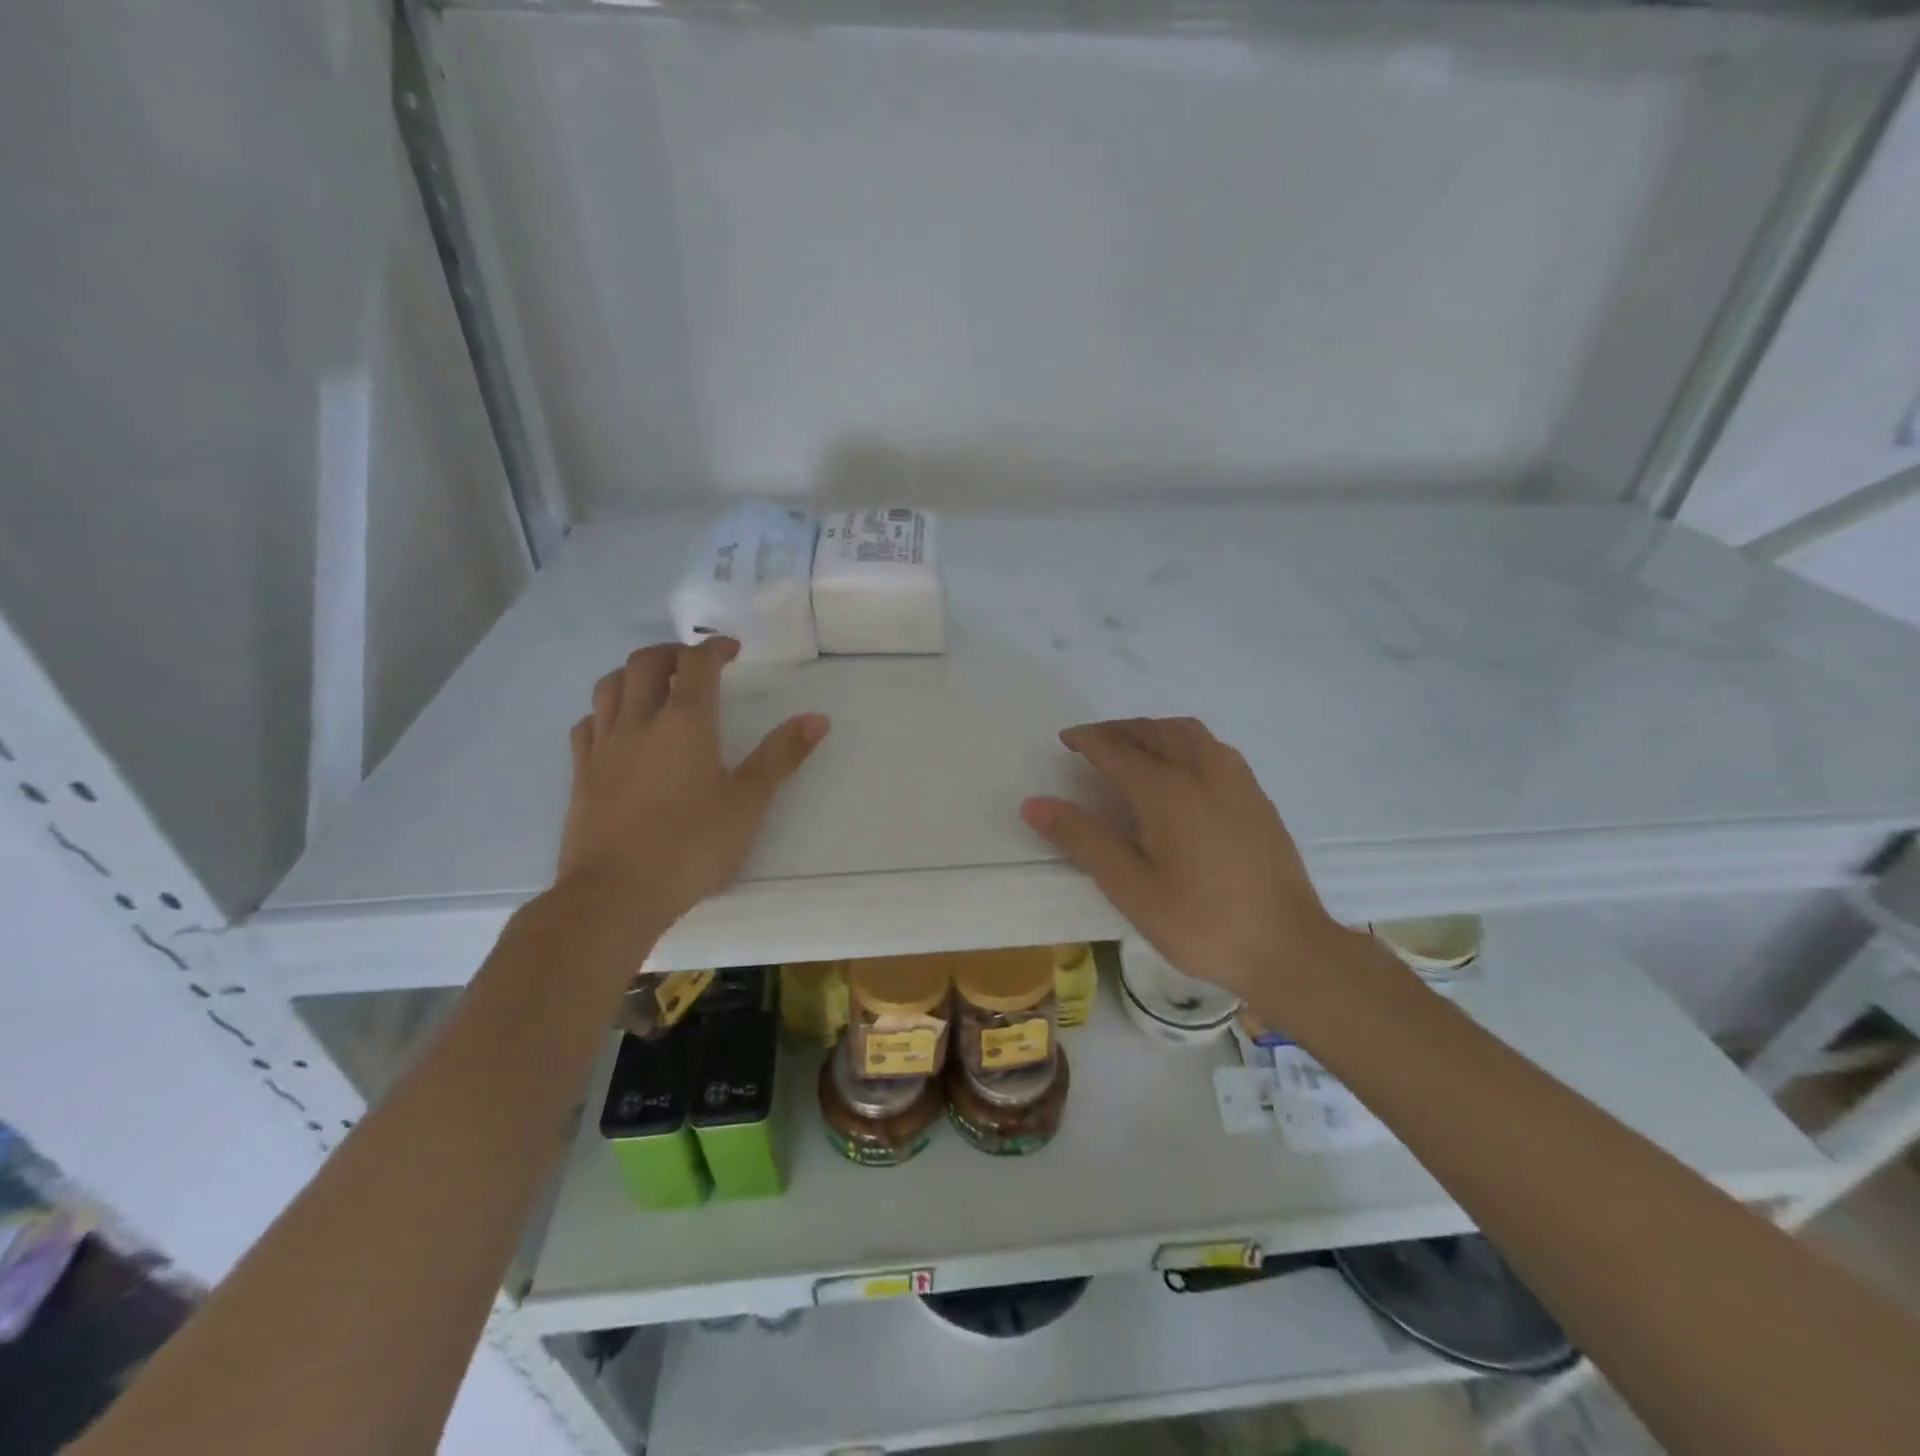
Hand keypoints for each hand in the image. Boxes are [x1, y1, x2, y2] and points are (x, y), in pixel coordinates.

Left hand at [557, 637, 828, 929]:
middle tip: (695, 664)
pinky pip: (588, 722)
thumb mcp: (748, 802)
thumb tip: (817, 719)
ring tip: (655, 685)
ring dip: (634, 673)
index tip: (731, 650)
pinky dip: (606, 711)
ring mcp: (603, 745)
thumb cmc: (691, 846)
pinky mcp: (581, 772)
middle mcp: (639, 721)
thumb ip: (781, 756)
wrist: (615, 894)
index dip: (715, 649)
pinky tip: (617, 727)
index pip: (697, 664)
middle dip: (673, 652)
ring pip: (610, 685)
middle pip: (646, 662)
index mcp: (685, 722)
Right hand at [1020, 718, 1345, 1002]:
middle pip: (1153, 731)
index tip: (1066, 740)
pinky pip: (1211, 746)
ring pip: (1187, 732)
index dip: (1088, 740)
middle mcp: (1202, 771)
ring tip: (1131, 747)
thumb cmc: (1201, 923)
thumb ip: (1083, 840)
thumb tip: (1034, 804)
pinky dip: (1181, 740)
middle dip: (1118, 730)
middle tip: (1092, 744)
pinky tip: (1179, 768)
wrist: (1289, 948)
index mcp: (1167, 791)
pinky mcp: (1256, 794)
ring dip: (1152, 729)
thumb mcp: (1131, 889)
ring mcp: (1236, 779)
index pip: (1117, 749)